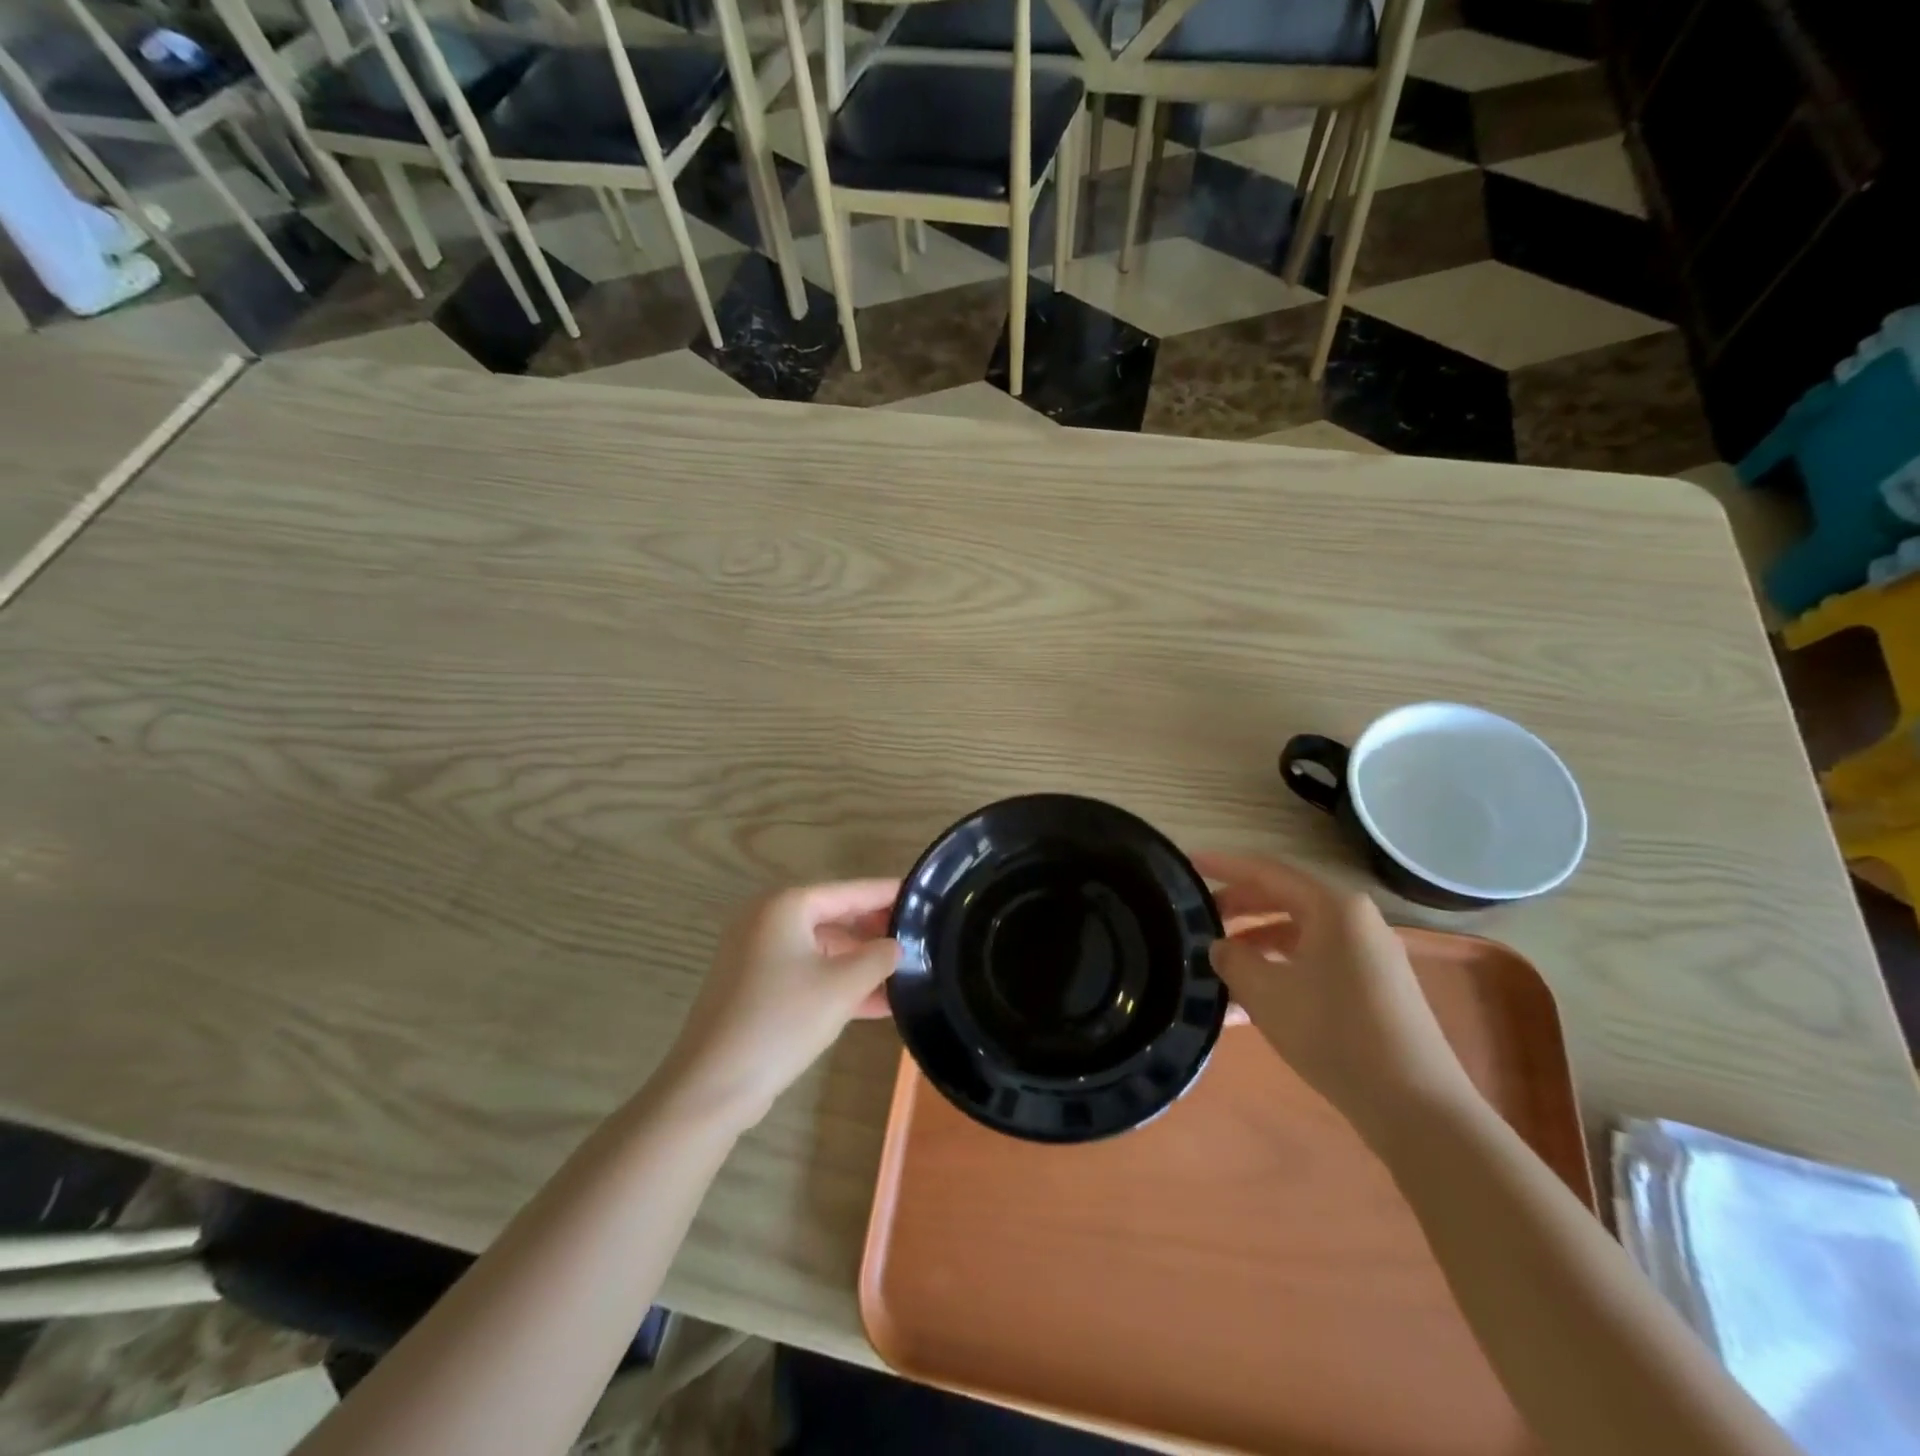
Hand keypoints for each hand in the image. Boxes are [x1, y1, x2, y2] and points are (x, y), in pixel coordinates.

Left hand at [656, 879, 899, 1131]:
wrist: (713, 1086)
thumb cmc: (781, 1021)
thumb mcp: (842, 986)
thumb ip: (878, 958)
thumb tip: (895, 946)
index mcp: (786, 906)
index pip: (850, 891)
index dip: (888, 894)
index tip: (924, 896)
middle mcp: (768, 920)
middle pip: (835, 917)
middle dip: (877, 932)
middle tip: (921, 938)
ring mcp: (758, 955)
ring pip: (823, 949)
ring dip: (861, 963)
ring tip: (908, 972)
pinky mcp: (756, 988)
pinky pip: (808, 973)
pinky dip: (838, 983)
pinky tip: (879, 1003)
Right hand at [1197, 854, 1477, 1137]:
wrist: (1416, 1107)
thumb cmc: (1335, 1035)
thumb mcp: (1267, 994)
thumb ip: (1233, 960)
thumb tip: (1220, 947)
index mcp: (1333, 907)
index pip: (1266, 872)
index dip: (1224, 866)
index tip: (1189, 862)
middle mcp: (1355, 920)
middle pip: (1284, 899)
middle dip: (1238, 907)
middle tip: (1198, 916)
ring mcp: (1368, 955)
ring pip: (1298, 935)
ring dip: (1256, 945)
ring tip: (1217, 964)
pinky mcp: (1374, 987)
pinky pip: (1315, 962)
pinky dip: (1280, 971)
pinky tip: (1248, 1004)